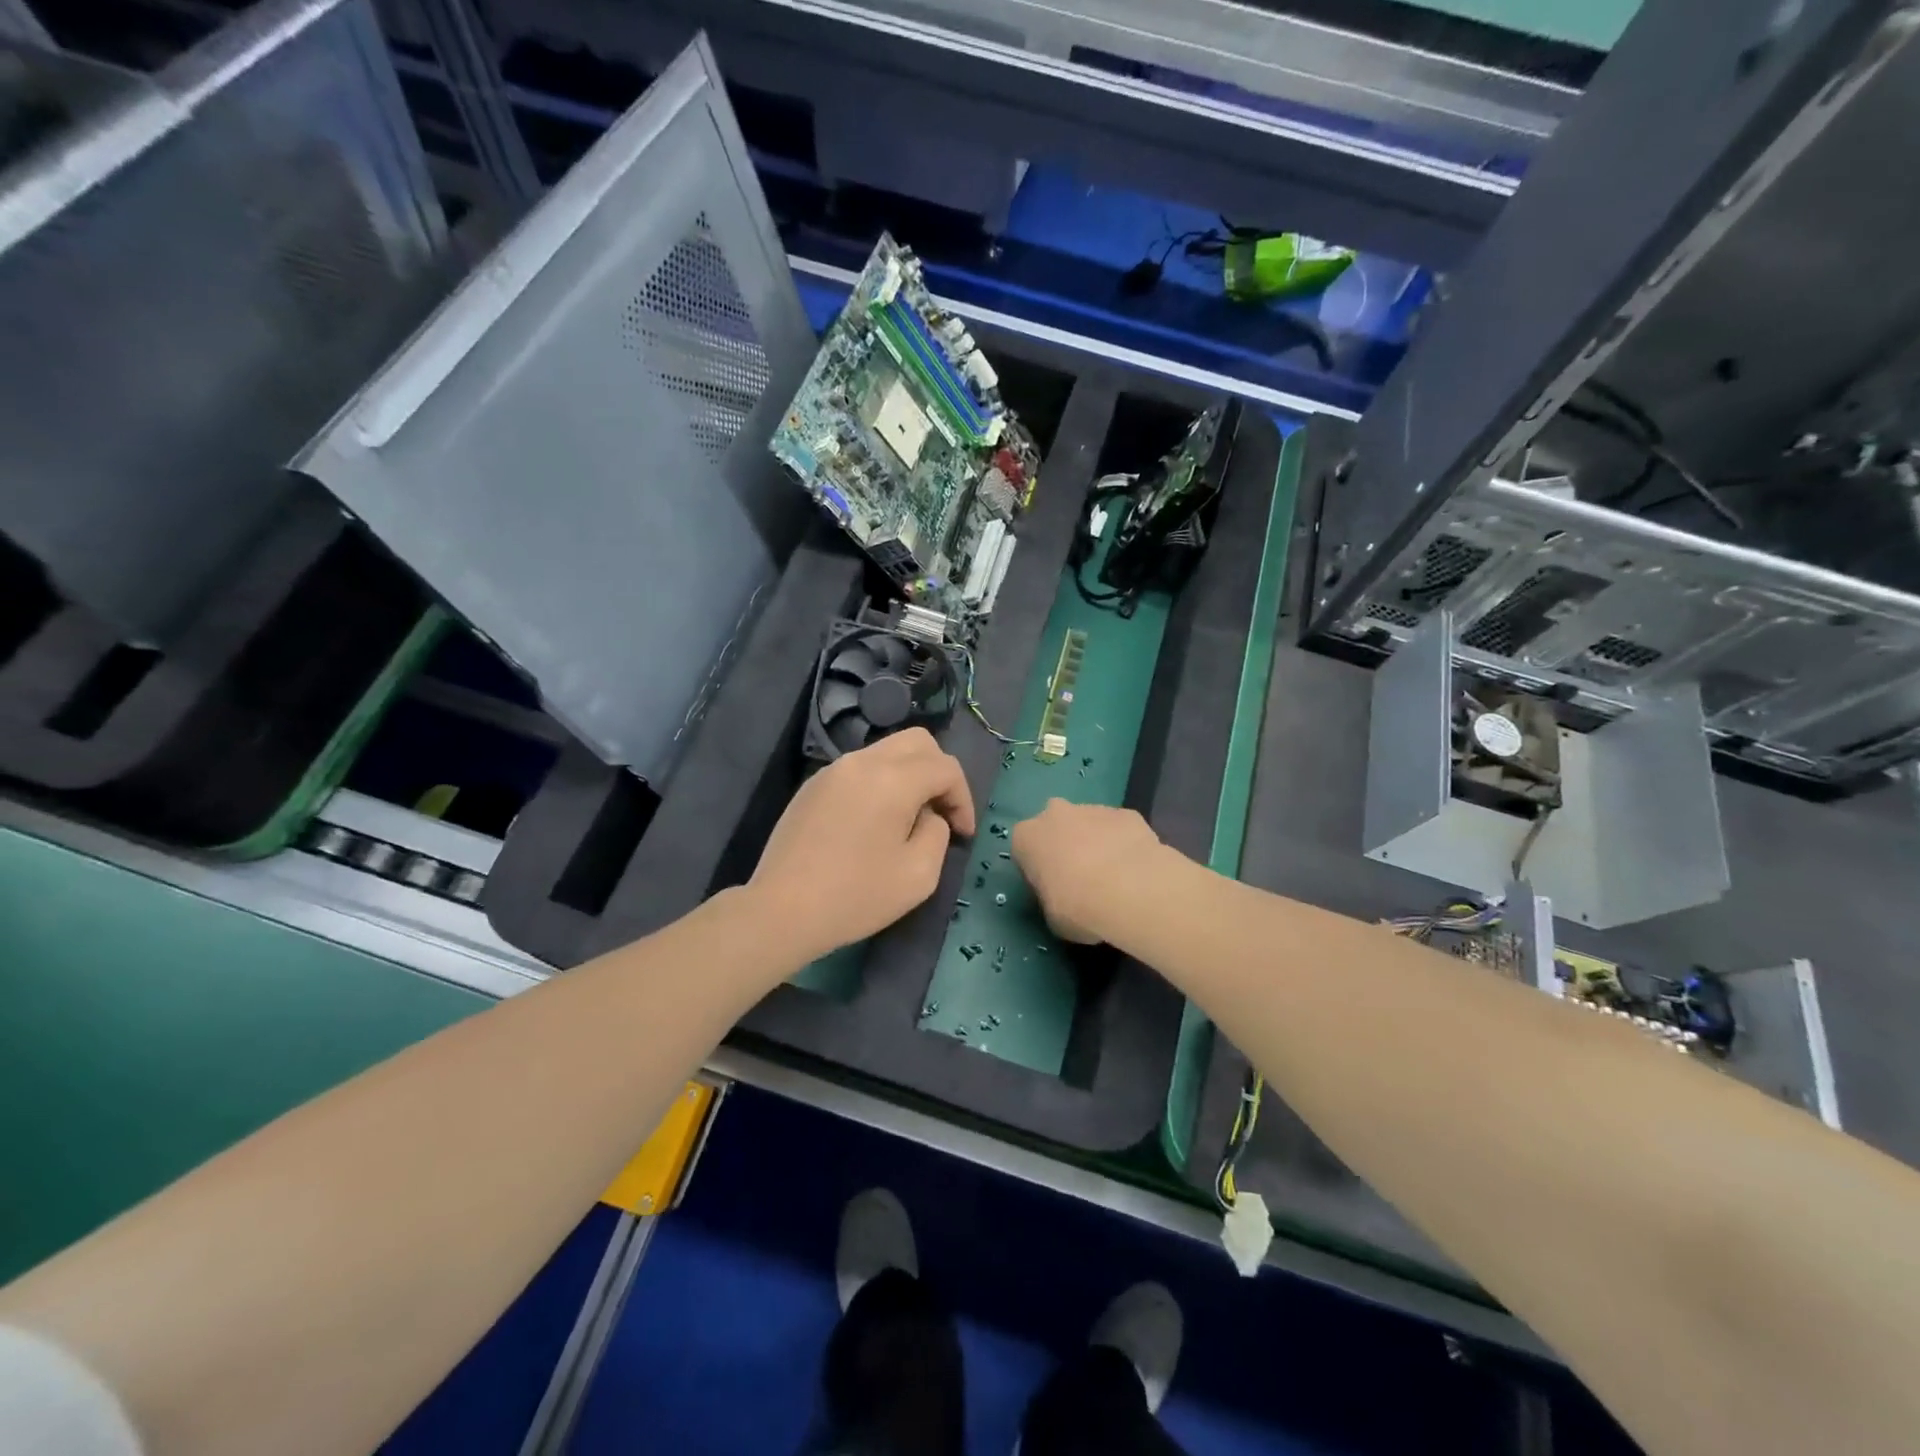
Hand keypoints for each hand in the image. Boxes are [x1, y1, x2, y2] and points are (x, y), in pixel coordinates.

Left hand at [749, 728, 975, 961]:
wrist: (781, 910)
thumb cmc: (855, 895)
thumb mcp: (919, 875)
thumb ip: (937, 833)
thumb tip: (928, 815)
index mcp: (893, 779)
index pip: (946, 767)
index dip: (963, 799)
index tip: (963, 834)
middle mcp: (863, 761)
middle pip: (918, 742)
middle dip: (939, 773)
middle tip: (941, 813)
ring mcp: (834, 770)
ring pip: (887, 751)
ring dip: (910, 775)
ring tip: (909, 818)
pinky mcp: (814, 785)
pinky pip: (860, 768)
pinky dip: (881, 782)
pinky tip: (874, 823)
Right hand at [1011, 799, 1163, 943]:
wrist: (1131, 893)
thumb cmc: (1077, 908)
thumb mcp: (1051, 916)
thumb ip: (1050, 898)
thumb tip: (1062, 897)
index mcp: (1027, 837)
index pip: (1025, 850)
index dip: (1038, 870)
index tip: (1051, 889)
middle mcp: (1055, 814)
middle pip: (1056, 827)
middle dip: (1065, 845)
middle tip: (1080, 877)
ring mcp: (1093, 809)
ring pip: (1089, 824)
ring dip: (1096, 843)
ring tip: (1114, 877)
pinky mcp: (1126, 813)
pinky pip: (1119, 829)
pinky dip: (1123, 844)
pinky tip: (1135, 870)